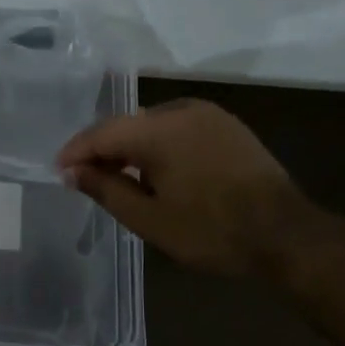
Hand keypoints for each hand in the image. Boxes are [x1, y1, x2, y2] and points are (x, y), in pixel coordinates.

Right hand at [57, 99, 307, 274]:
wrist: (286, 235)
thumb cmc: (211, 231)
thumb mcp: (149, 219)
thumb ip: (106, 189)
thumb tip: (72, 172)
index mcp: (159, 130)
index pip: (102, 132)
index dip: (76, 152)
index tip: (58, 172)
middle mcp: (182, 110)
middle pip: (127, 124)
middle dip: (103, 150)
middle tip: (85, 179)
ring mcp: (209, 115)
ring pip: (153, 124)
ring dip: (131, 148)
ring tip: (119, 179)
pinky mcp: (228, 127)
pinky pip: (179, 128)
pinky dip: (159, 146)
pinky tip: (157, 172)